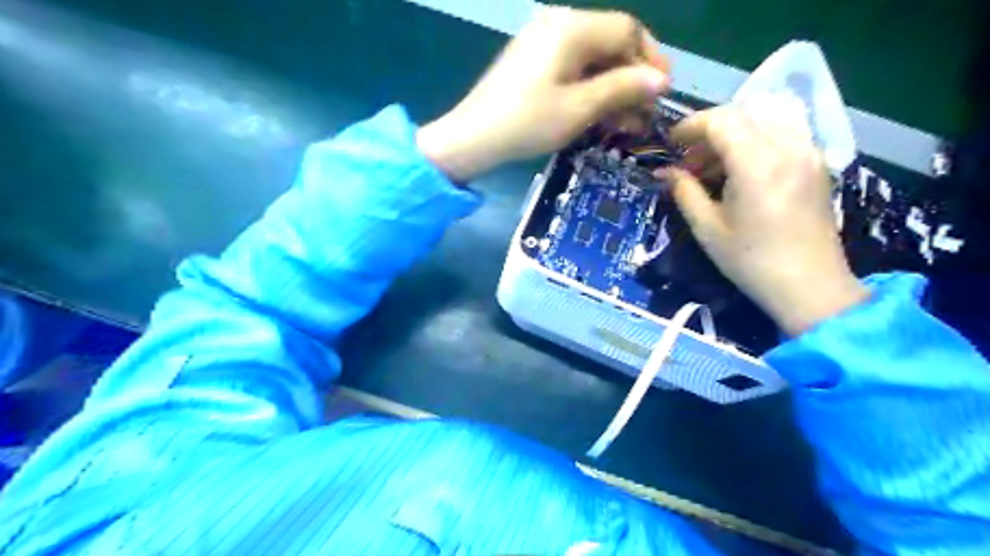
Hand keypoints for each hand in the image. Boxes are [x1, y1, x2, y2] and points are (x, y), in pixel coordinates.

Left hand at [415, 7, 668, 181]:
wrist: (473, 138)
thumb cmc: (527, 123)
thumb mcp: (579, 108)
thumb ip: (622, 88)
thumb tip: (661, 81)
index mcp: (571, 27)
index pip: (628, 30)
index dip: (651, 60)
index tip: (662, 93)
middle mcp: (558, 24)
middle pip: (610, 43)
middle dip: (631, 79)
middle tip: (643, 115)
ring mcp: (542, 42)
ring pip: (592, 59)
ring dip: (612, 89)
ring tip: (625, 123)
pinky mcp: (533, 62)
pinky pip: (572, 68)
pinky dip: (589, 90)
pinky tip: (598, 115)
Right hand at [665, 106, 868, 337]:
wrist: (809, 287)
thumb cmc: (751, 261)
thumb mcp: (708, 229)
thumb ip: (684, 192)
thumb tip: (664, 172)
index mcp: (757, 164)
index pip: (721, 121)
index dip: (691, 126)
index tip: (671, 143)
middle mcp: (788, 148)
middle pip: (743, 114)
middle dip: (709, 130)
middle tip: (689, 160)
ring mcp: (808, 152)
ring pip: (765, 119)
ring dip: (733, 133)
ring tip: (712, 166)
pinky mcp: (817, 163)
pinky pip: (783, 133)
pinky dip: (755, 140)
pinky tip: (741, 170)